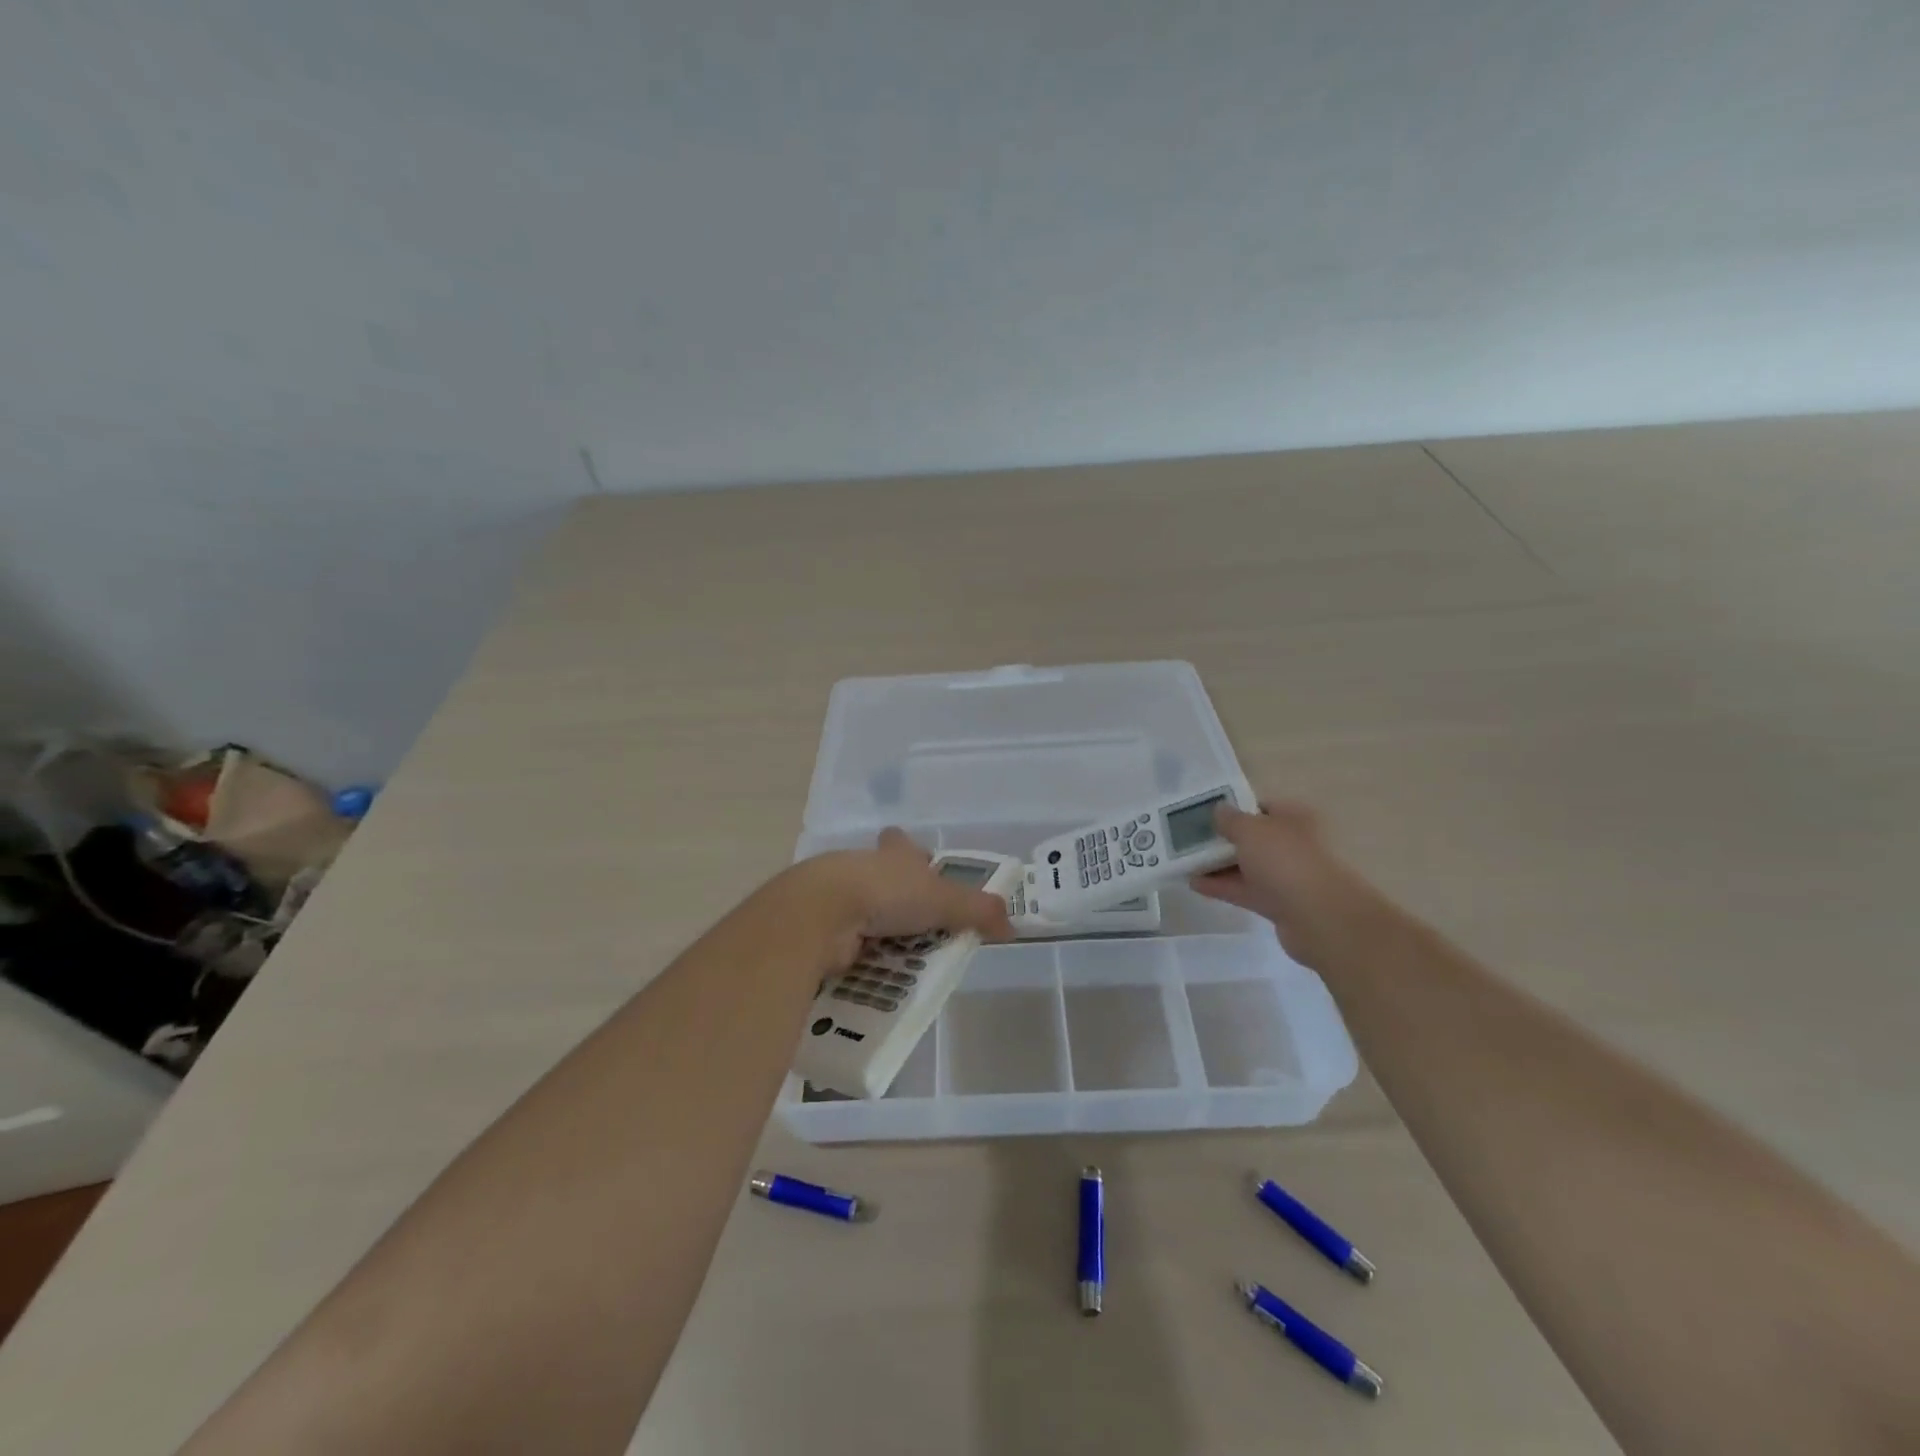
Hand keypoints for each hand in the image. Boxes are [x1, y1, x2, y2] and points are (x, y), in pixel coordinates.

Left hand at [796, 829, 1015, 970]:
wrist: (820, 913)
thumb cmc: (886, 893)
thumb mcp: (943, 899)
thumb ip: (978, 911)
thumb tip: (1010, 927)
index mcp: (892, 854)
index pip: (902, 844)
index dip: (912, 852)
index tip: (922, 867)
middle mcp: (861, 868)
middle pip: (879, 876)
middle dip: (893, 895)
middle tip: (915, 923)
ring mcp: (834, 897)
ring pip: (859, 909)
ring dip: (873, 929)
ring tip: (896, 957)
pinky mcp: (818, 929)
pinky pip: (842, 942)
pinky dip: (854, 956)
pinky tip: (866, 974)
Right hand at [1191, 801, 1400, 968]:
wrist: (1320, 917)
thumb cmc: (1286, 861)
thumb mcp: (1250, 829)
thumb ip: (1230, 819)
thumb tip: (1219, 811)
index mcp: (1293, 818)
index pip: (1260, 807)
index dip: (1233, 809)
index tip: (1204, 814)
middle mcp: (1293, 843)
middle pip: (1252, 838)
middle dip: (1222, 839)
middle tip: (1189, 838)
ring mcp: (1287, 876)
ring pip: (1247, 866)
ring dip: (1218, 865)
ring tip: (1184, 862)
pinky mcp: (1279, 904)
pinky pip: (1245, 890)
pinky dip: (1222, 887)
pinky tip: (1194, 884)